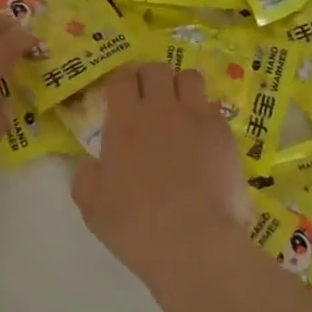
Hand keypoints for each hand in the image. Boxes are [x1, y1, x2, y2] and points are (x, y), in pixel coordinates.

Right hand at [71, 62, 249, 284]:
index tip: (122, 96)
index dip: (122, 82)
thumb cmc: (136, 225)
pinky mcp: (225, 135)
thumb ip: (86, 177)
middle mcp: (161, 108)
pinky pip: (214, 109)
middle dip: (151, 79)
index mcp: (125, 119)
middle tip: (149, 101)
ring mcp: (197, 118)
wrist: (194, 242)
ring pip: (190, 78)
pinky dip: (206, 117)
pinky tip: (204, 141)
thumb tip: (92, 166)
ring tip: (180, 110)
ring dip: (181, 88)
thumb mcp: (92, 206)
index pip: (123, 77)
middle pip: (157, 69)